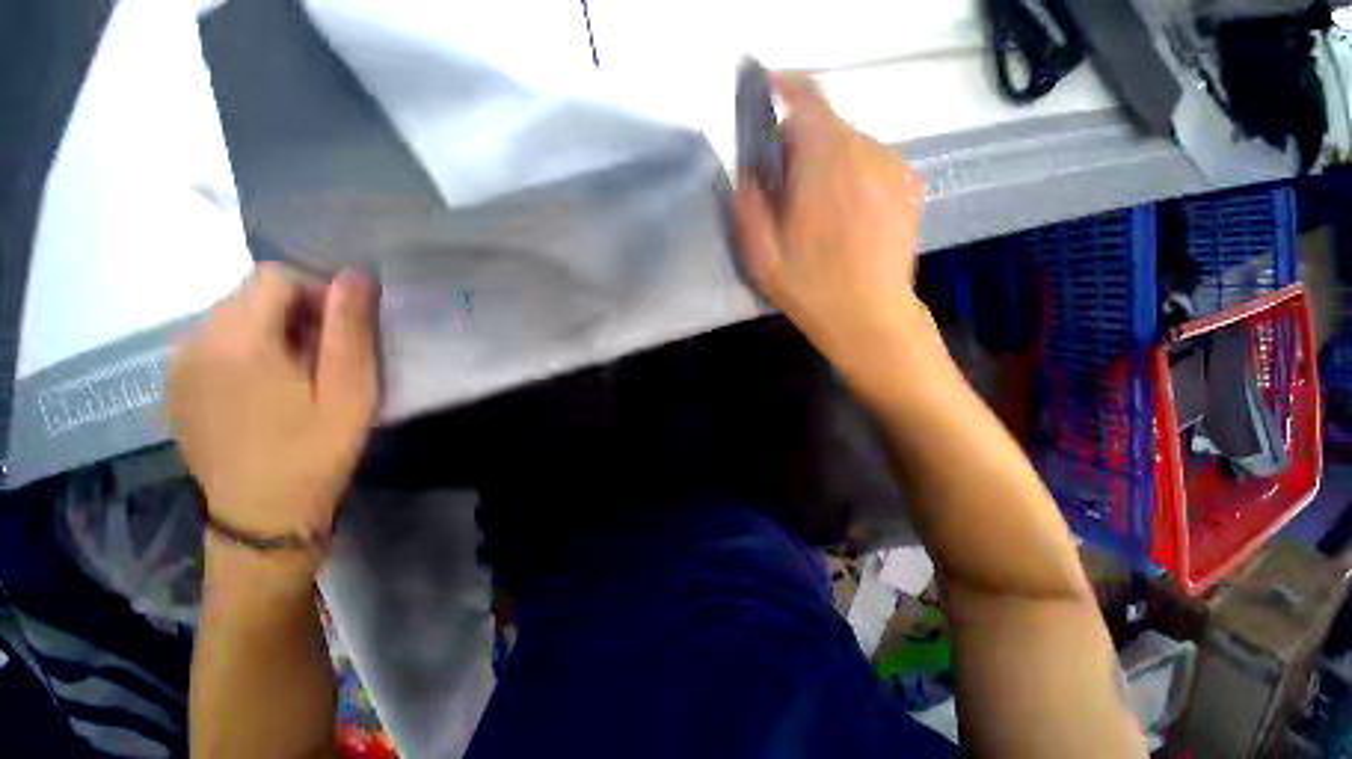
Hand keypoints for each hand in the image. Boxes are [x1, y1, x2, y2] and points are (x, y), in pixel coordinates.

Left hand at [169, 264, 379, 555]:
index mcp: (239, 340)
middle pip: (247, 294)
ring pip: (228, 317)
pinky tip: (261, 390)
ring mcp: (178, 367)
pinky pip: (210, 344)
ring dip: (267, 331)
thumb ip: (350, 329)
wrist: (262, 517)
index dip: (316, 293)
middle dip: (292, 311)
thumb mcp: (350, 390)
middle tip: (323, 358)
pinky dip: (242, 351)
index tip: (340, 333)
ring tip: (294, 376)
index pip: (275, 276)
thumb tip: (355, 275)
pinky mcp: (174, 389)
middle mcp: (196, 342)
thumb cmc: (315, 451)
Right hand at [734, 74, 927, 383]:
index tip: (765, 94)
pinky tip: (844, 216)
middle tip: (783, 189)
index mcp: (825, 168)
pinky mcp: (908, 185)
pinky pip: (869, 161)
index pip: (807, 101)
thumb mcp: (761, 257)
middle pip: (825, 125)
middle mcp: (865, 154)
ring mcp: (893, 168)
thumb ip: (748, 205)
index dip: (784, 88)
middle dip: (797, 145)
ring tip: (814, 211)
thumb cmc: (811, 290)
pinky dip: (849, 174)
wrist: (871, 318)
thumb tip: (748, 171)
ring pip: (847, 143)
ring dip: (824, 162)